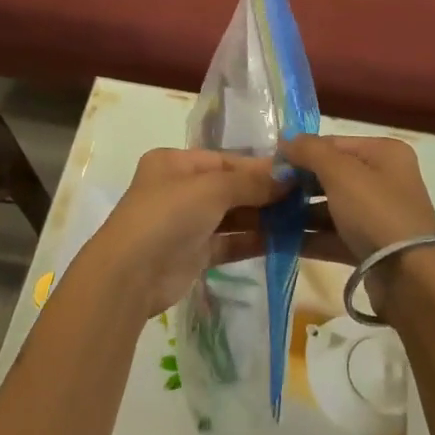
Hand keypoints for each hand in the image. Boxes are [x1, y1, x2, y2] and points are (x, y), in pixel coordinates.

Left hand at [77, 149, 281, 320]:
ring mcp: (186, 223)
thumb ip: (251, 183)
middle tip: (304, 198)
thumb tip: (288, 179)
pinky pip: (229, 242)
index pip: (225, 159)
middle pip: (230, 187)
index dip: (259, 166)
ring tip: (301, 218)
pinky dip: (253, 241)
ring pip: (231, 215)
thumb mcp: (212, 189)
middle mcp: (179, 189)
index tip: (295, 174)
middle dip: (264, 193)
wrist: (130, 275)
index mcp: (175, 163)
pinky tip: (284, 241)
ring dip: (262, 217)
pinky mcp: (193, 254)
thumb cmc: (168, 215)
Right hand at [280, 135, 434, 317]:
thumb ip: (309, 151)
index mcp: (384, 153)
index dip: (301, 151)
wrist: (410, 279)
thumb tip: (285, 140)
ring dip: (300, 212)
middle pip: (331, 174)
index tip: (269, 163)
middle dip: (298, 183)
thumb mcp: (340, 172)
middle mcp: (384, 179)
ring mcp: (378, 215)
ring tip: (266, 216)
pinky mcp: (370, 246)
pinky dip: (310, 236)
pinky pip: (334, 234)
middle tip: (266, 191)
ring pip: (331, 206)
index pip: (334, 143)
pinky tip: (279, 239)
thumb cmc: (376, 212)